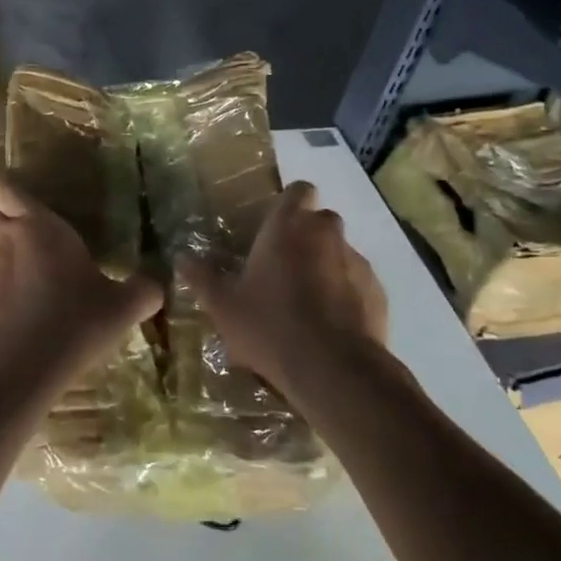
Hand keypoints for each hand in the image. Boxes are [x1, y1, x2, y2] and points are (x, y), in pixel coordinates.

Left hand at [0, 167, 162, 375]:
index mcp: (41, 229)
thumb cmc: (77, 320)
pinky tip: (2, 327)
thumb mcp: (124, 307)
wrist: (21, 364)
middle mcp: (3, 242)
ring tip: (11, 292)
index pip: (9, 193)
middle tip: (5, 236)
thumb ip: (141, 290)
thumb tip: (155, 285)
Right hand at [180, 182, 386, 393]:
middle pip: (320, 221)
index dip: (290, 203)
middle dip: (306, 238)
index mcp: (288, 227)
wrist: (335, 370)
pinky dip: (346, 295)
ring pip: (340, 253)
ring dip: (326, 267)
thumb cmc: (270, 326)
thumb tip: (182, 258)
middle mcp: (326, 234)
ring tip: (307, 304)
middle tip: (283, 269)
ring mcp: (358, 262)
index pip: (299, 190)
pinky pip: (358, 284)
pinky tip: (330, 326)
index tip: (276, 226)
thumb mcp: (223, 306)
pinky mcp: (378, 293)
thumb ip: (202, 278)